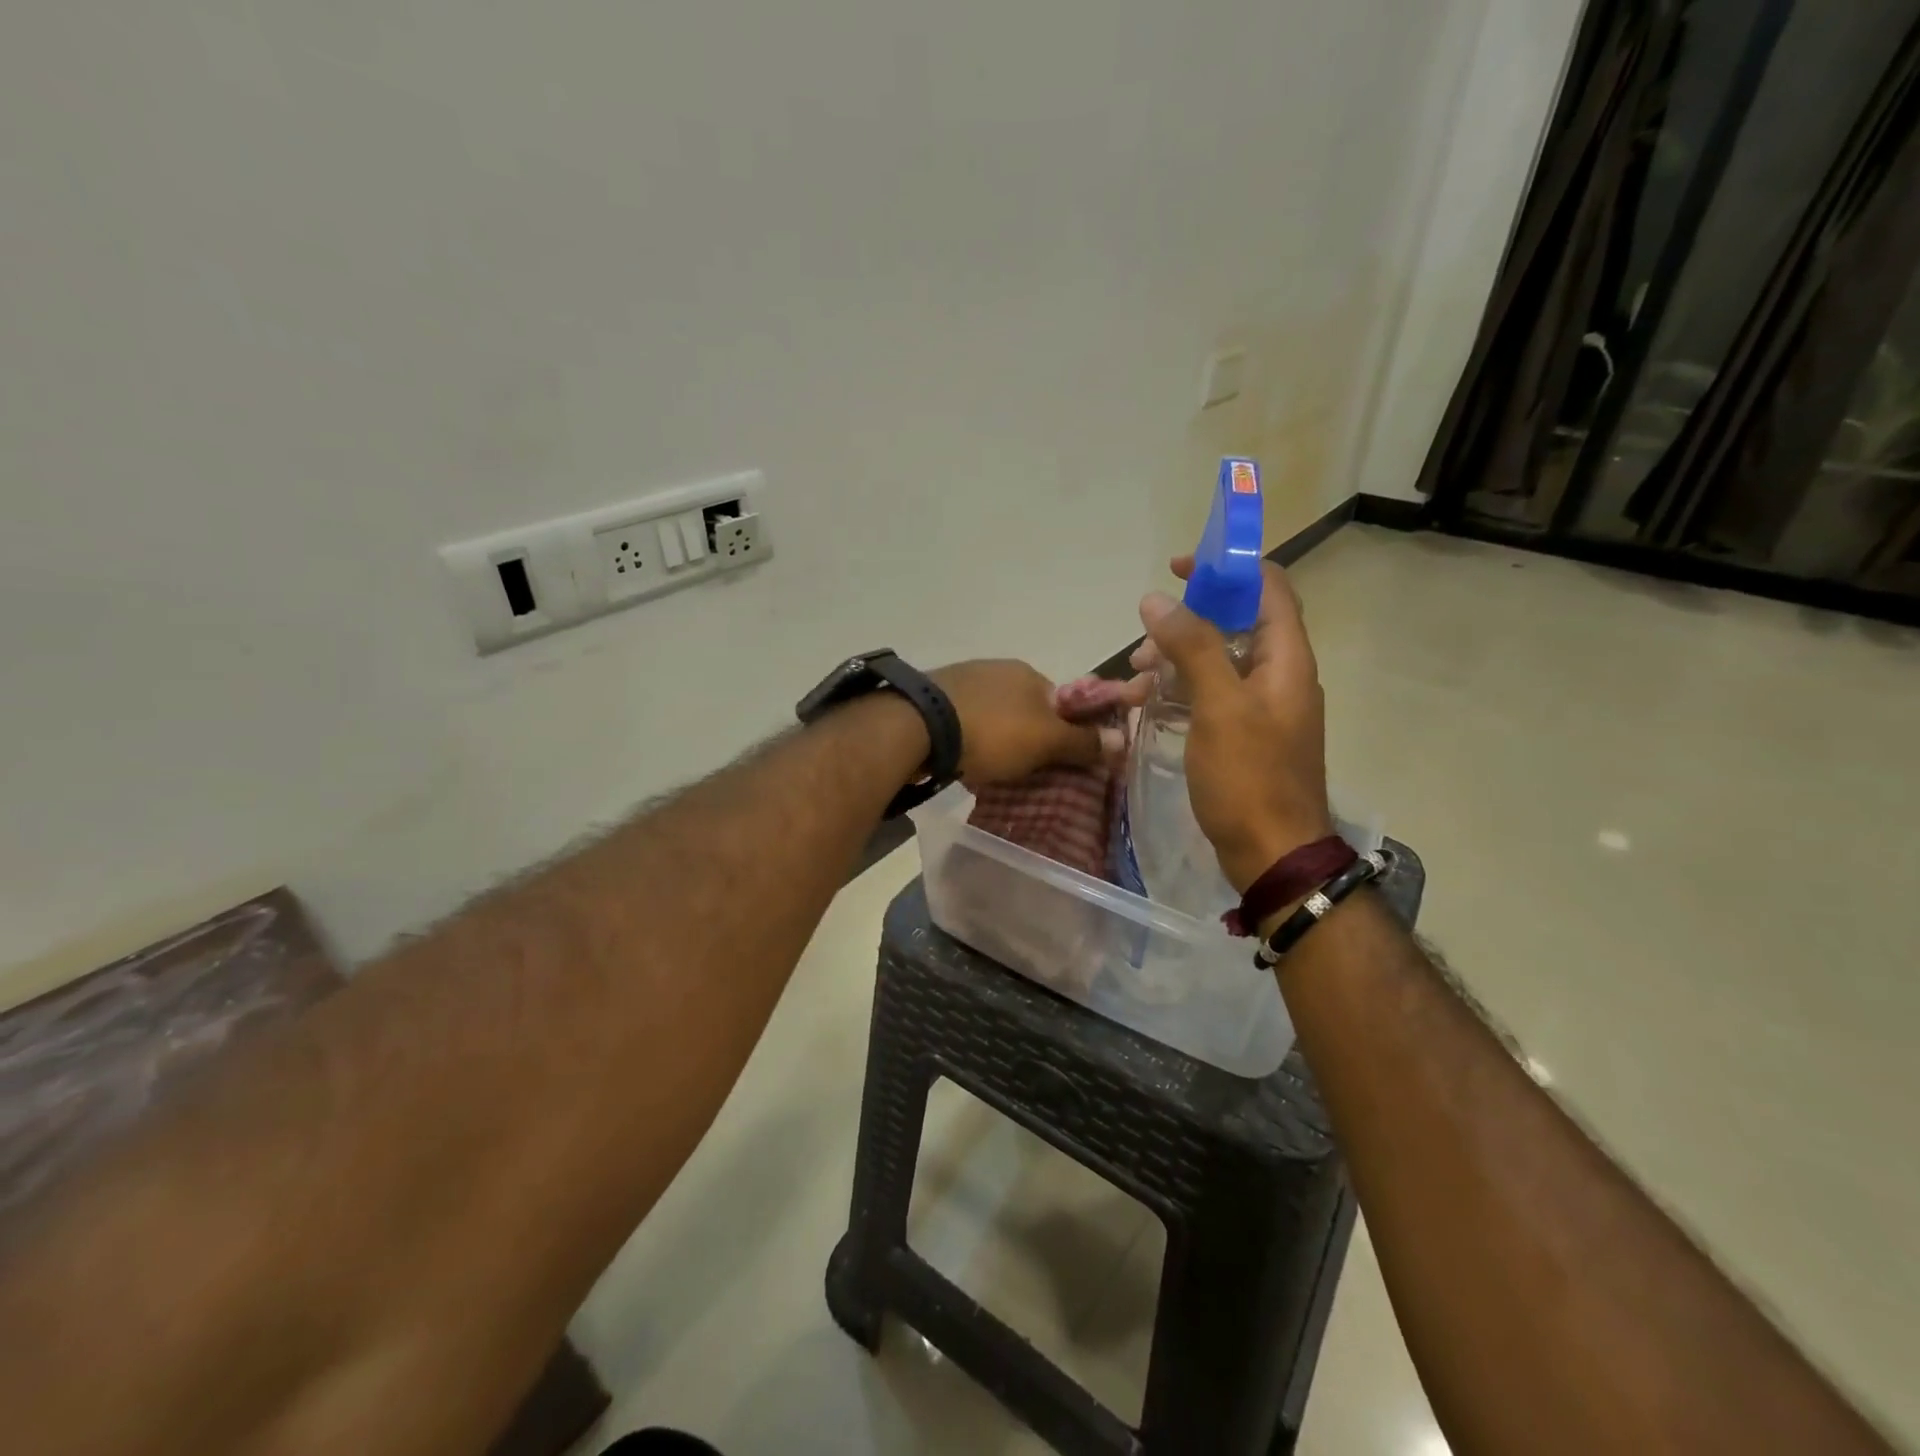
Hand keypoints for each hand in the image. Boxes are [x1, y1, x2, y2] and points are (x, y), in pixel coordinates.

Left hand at [929, 660, 1104, 785]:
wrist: (918, 726)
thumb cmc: (993, 731)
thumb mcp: (1046, 742)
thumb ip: (1082, 742)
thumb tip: (1123, 740)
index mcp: (1028, 673)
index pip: (1061, 702)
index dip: (1066, 731)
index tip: (1061, 760)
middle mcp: (997, 669)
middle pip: (1026, 709)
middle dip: (1030, 737)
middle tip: (1027, 771)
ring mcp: (962, 681)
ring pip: (994, 715)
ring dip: (998, 739)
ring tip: (994, 770)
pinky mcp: (933, 699)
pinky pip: (964, 722)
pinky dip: (971, 740)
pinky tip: (965, 759)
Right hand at [1129, 556, 1333, 890]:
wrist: (1272, 854)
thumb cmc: (1249, 777)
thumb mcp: (1219, 706)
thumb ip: (1192, 646)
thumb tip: (1157, 599)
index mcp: (1286, 659)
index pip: (1268, 588)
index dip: (1228, 568)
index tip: (1179, 569)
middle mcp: (1279, 676)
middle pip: (1235, 624)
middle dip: (1185, 624)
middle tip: (1143, 645)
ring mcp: (1262, 708)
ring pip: (1216, 663)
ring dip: (1175, 662)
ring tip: (1135, 681)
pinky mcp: (1244, 735)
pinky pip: (1210, 697)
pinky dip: (1179, 693)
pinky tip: (1147, 707)